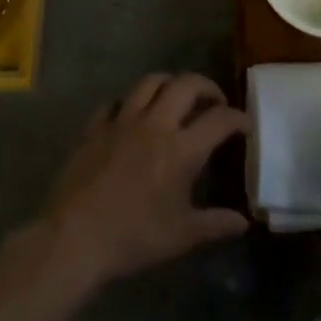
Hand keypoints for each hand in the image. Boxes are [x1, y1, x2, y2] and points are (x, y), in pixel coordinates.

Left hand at [42, 73, 251, 289]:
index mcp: (181, 149)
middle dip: (207, 87)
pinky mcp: (95, 128)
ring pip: (150, 82)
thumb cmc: (134, 237)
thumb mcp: (182, 236)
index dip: (238, 118)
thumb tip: (244, 222)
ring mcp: (122, 122)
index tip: (245, 125)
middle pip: (187, 84)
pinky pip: (115, 102)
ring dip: (170, 84)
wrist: (74, 238)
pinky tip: (132, 117)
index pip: (220, 119)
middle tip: (214, 102)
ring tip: (176, 99)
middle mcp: (155, 125)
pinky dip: (129, 103)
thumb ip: (216, 224)